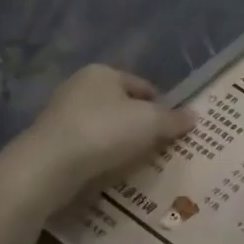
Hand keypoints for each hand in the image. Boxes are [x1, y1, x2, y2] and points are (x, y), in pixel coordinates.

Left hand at [4, 66, 194, 213]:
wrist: (49, 166)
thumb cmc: (105, 131)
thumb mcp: (151, 123)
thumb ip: (174, 119)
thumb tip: (194, 116)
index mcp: (103, 73)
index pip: (144, 86)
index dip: (162, 107)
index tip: (173, 130)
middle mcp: (80, 86)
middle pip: (123, 106)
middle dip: (140, 125)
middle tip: (158, 147)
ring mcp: (61, 114)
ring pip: (104, 127)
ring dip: (120, 143)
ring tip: (137, 163)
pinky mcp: (51, 141)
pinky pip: (87, 146)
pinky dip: (101, 156)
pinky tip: (111, 171)